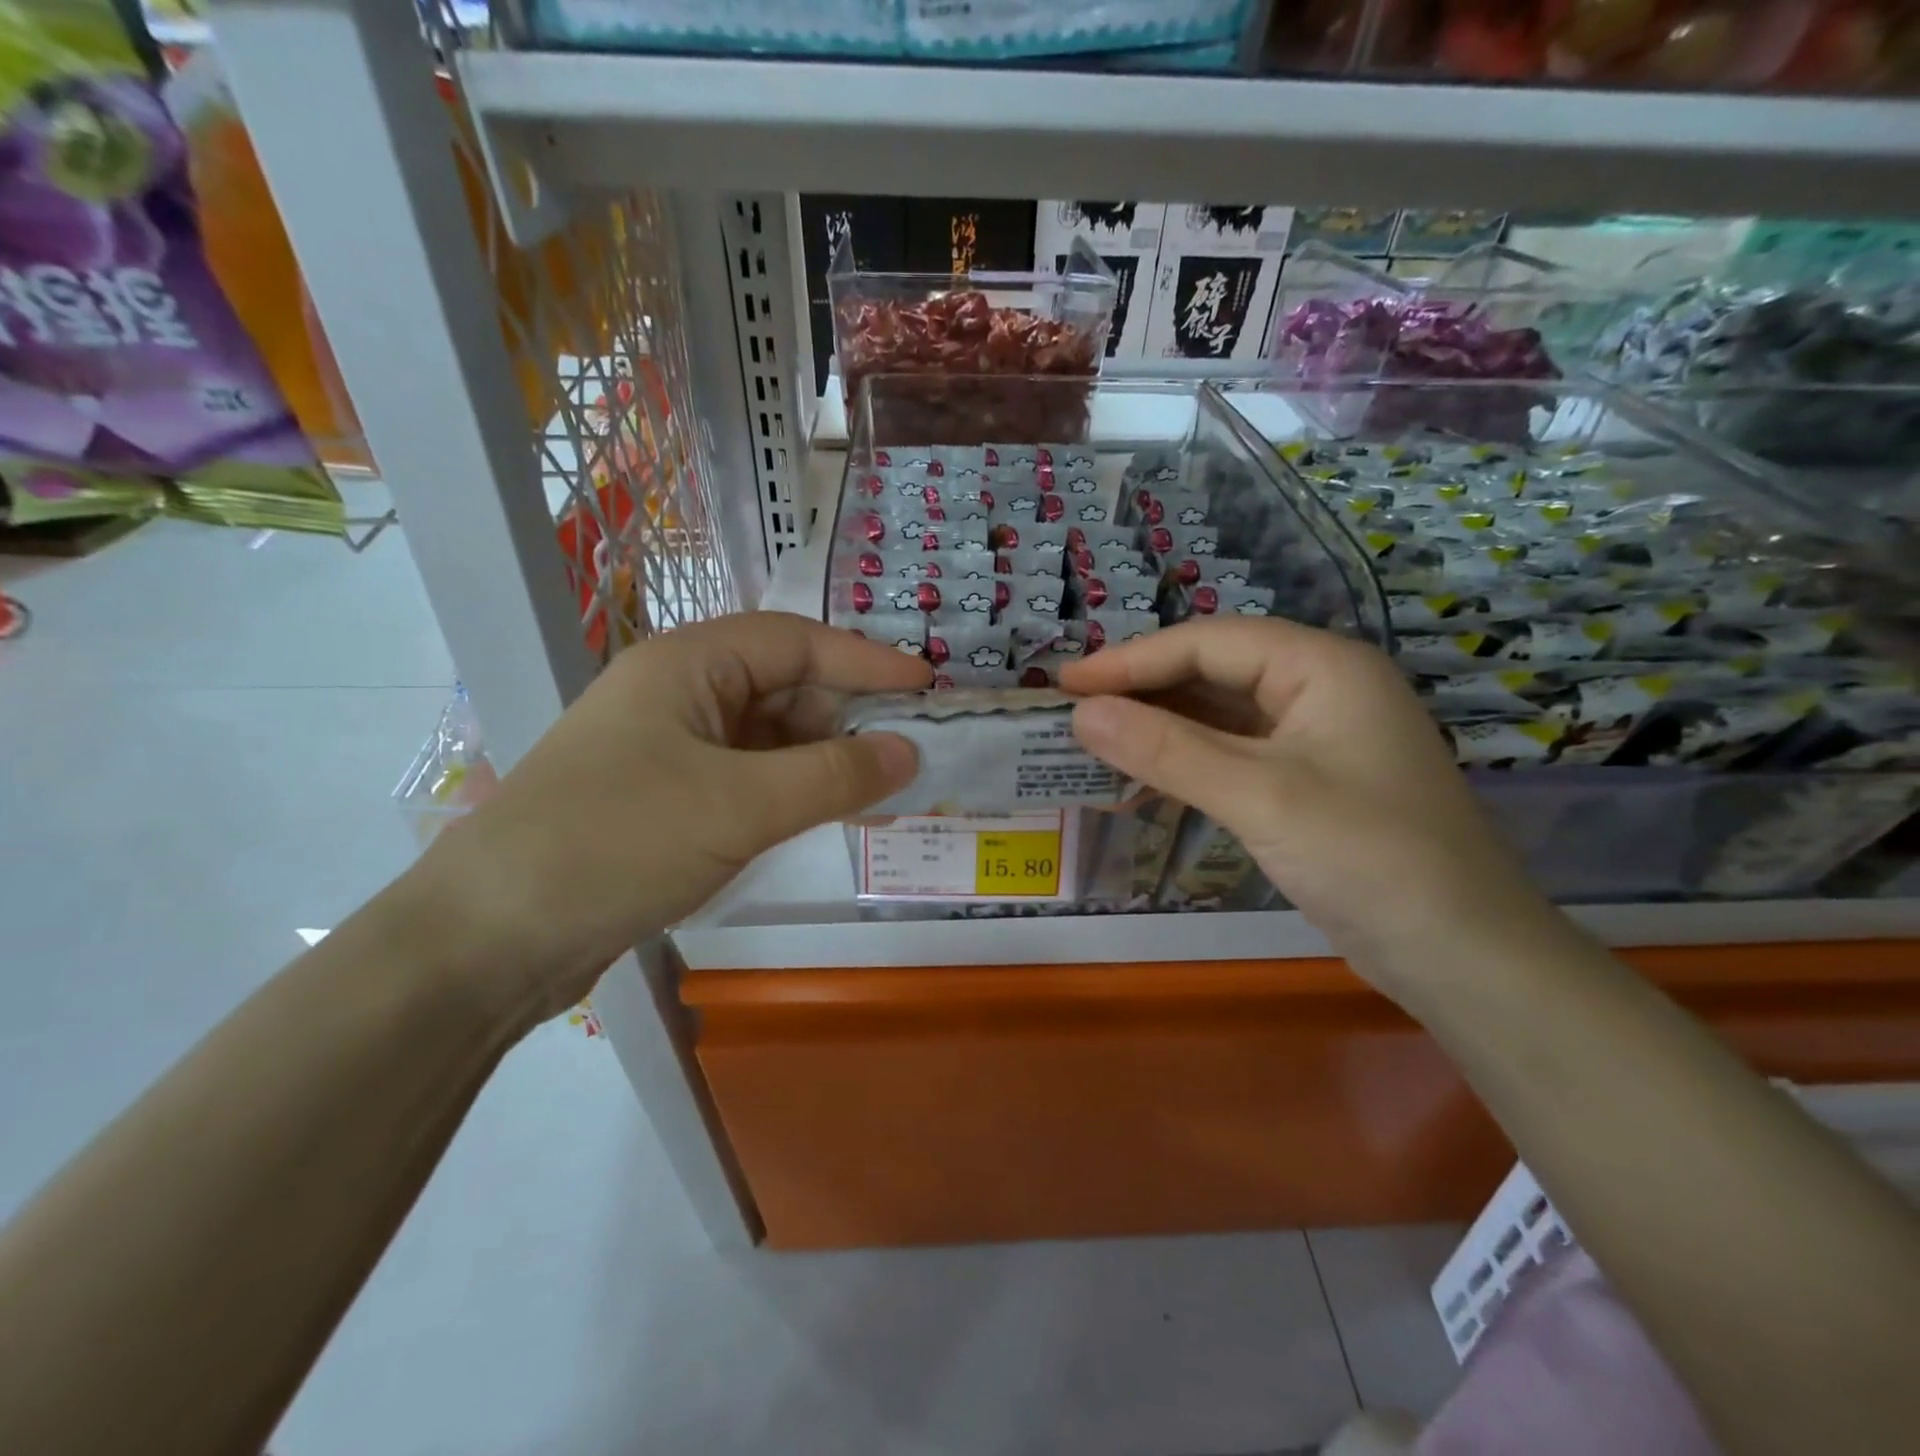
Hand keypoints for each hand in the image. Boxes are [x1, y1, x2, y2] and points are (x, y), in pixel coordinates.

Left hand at [411, 613, 928, 1026]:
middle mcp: (679, 693)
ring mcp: (670, 747)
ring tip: (879, 792)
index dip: (866, 662)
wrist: (491, 937)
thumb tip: (910, 753)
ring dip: (822, 761)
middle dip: (847, 718)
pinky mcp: (666, 797)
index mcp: (688, 665)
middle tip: (909, 754)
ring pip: (768, 738)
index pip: (797, 642)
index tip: (927, 688)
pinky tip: (824, 816)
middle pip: (784, 687)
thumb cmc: (618, 843)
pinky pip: (748, 778)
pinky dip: (791, 792)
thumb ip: (834, 775)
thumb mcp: (740, 805)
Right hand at [1059, 617, 1553, 984]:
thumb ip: (1166, 749)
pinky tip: (1143, 777)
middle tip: (1073, 709)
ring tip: (1094, 739)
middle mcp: (1320, 689)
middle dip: (1143, 689)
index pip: (1209, 642)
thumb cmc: (1369, 858)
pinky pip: (1233, 754)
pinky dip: (1186, 762)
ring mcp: (1317, 738)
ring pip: (1220, 715)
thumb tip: (1080, 713)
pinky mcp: (1309, 782)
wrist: (1464, 958)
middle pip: (1214, 671)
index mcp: (1322, 667)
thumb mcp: (1259, 796)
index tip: (1066, 681)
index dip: (1132, 659)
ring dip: (1160, 727)